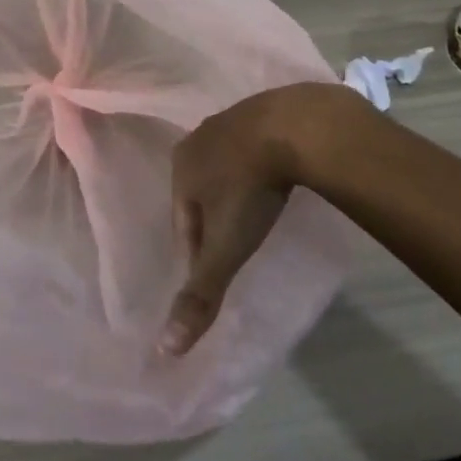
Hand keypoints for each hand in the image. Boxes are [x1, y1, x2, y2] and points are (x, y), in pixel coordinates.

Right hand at [159, 81, 359, 356]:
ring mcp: (229, 119)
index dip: (197, 252)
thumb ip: (200, 294)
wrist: (295, 126)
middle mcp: (197, 138)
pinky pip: (250, 147)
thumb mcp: (226, 248)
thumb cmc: (251, 189)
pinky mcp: (260, 110)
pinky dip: (258, 166)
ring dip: (235, 189)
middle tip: (238, 243)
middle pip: (199, 192)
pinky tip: (275, 178)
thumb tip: (165, 350)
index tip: (219, 270)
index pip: (180, 223)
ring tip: (258, 212)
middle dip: (213, 218)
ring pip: (224, 166)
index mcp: (180, 167)